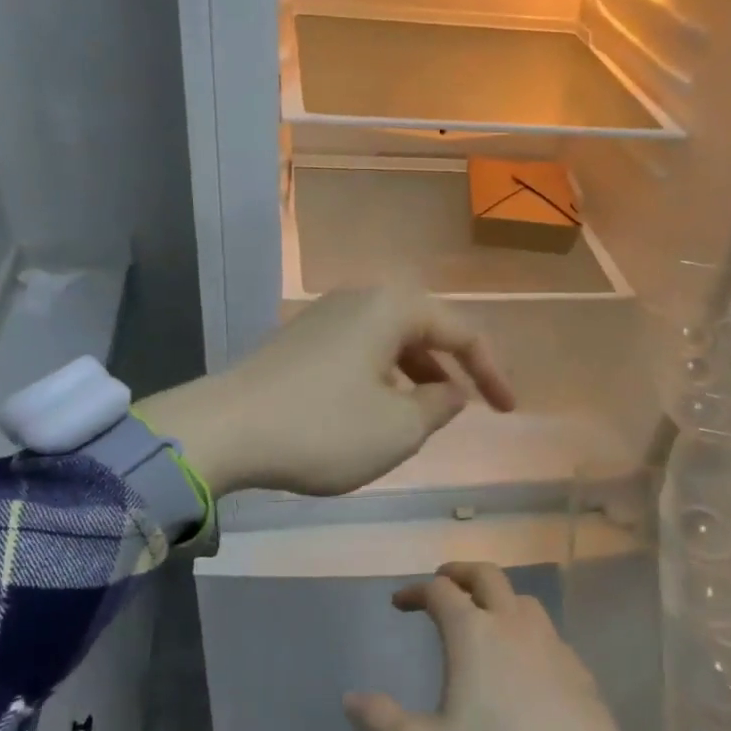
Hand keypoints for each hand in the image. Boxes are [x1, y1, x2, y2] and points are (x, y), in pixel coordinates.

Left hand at [135, 284, 515, 496]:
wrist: (223, 431)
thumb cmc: (323, 427)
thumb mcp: (398, 428)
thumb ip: (439, 406)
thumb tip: (449, 390)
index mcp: (392, 307)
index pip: (462, 332)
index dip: (491, 372)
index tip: (507, 410)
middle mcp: (360, 299)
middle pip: (424, 329)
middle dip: (451, 368)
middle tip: (467, 406)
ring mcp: (325, 317)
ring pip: (390, 342)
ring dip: (415, 375)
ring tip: (423, 415)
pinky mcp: (300, 341)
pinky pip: (360, 352)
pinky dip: (381, 378)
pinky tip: (375, 411)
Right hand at [344, 562, 647, 730]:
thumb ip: (381, 723)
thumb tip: (351, 698)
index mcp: (473, 633)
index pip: (440, 591)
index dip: (416, 590)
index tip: (400, 602)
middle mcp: (513, 624)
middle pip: (486, 575)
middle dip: (460, 572)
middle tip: (444, 581)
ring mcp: (551, 643)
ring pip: (522, 599)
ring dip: (497, 596)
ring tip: (484, 615)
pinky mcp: (578, 668)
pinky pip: (546, 631)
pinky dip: (525, 628)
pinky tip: (525, 659)